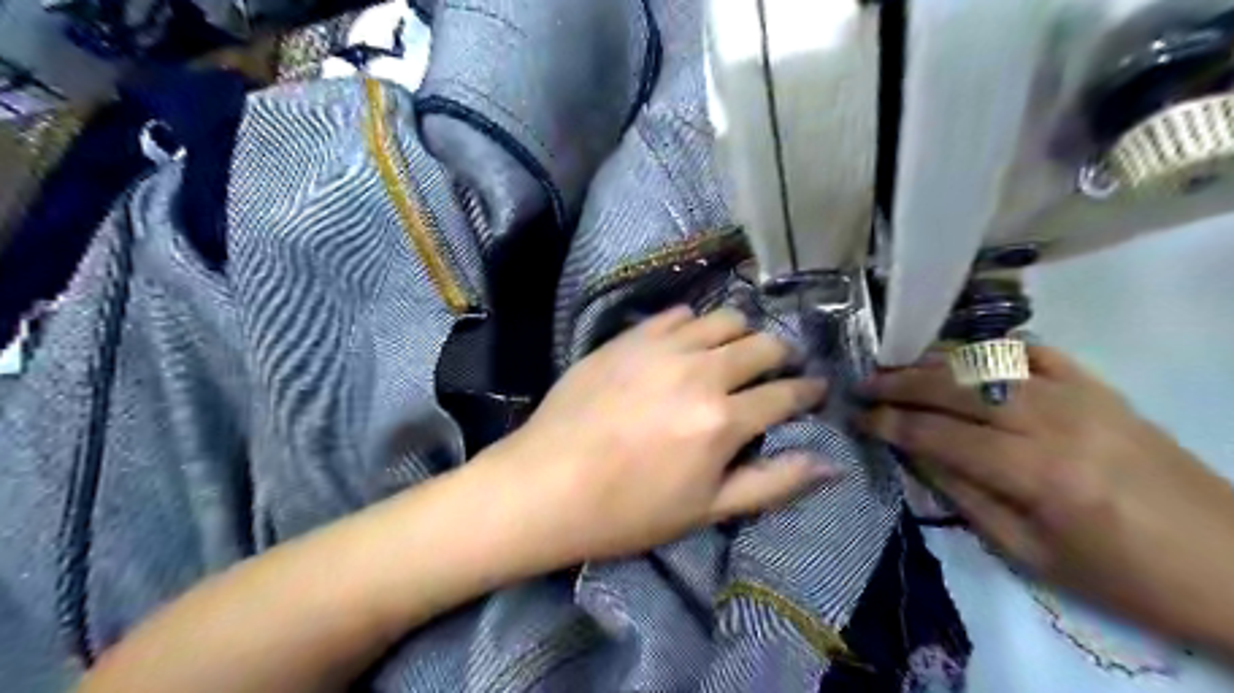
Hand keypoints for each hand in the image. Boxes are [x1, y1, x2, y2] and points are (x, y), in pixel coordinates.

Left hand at [482, 307, 838, 563]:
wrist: (545, 484)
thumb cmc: (627, 510)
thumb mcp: (705, 510)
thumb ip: (771, 483)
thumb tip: (829, 465)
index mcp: (722, 420)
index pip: (785, 393)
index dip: (808, 390)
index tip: (815, 388)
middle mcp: (700, 371)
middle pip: (762, 344)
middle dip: (781, 355)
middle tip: (778, 368)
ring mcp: (661, 348)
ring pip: (724, 318)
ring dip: (741, 333)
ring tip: (734, 351)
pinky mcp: (629, 337)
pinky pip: (677, 314)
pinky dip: (694, 325)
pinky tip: (688, 342)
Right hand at [855, 349, 1232, 651]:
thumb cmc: (1122, 575)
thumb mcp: (1029, 553)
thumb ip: (963, 495)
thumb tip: (912, 453)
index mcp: (1034, 472)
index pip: (936, 432)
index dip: (888, 422)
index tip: (856, 417)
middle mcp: (1052, 420)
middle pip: (954, 388)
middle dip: (898, 383)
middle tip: (862, 384)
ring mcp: (1080, 395)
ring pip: (987, 363)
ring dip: (933, 363)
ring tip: (896, 366)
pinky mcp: (1101, 387)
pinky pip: (1035, 352)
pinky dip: (994, 350)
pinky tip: (967, 358)